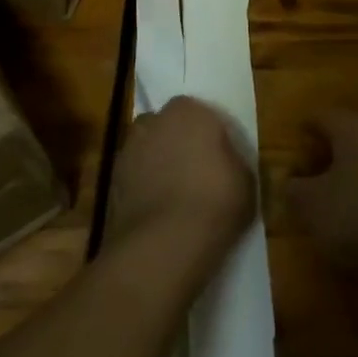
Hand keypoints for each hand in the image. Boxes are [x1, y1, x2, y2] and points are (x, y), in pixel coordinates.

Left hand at [107, 96, 255, 275]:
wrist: (163, 245)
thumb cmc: (214, 202)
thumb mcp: (246, 181)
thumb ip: (233, 161)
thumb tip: (225, 163)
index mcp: (189, 111)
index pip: (199, 112)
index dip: (207, 134)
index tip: (218, 156)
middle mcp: (154, 121)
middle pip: (167, 126)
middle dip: (177, 142)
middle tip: (195, 170)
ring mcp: (128, 150)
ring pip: (147, 150)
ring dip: (157, 164)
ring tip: (174, 195)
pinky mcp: (111, 181)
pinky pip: (134, 177)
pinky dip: (142, 188)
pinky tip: (157, 212)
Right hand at [286, 110, 357, 296]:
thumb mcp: (315, 208)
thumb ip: (296, 193)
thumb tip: (290, 183)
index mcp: (352, 130)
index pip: (323, 117)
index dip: (306, 128)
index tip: (294, 142)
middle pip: (349, 139)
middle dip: (328, 158)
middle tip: (308, 182)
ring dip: (352, 182)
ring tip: (334, 211)